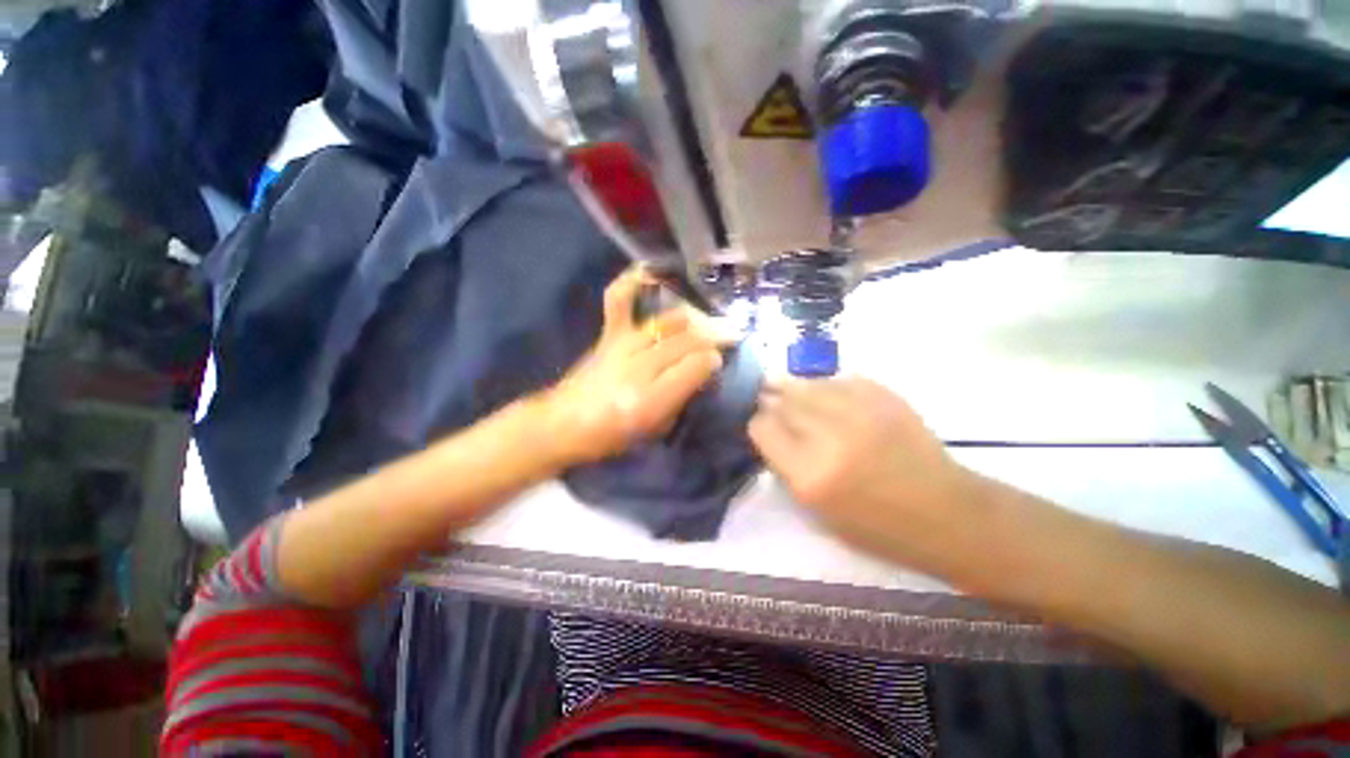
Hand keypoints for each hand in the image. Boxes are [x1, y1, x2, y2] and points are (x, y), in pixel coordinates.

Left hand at [543, 268, 723, 464]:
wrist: (564, 424)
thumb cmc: (611, 436)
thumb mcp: (654, 430)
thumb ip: (680, 399)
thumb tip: (701, 371)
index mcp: (651, 400)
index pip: (696, 366)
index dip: (714, 360)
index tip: (720, 360)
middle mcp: (640, 367)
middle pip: (687, 341)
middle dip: (713, 337)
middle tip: (729, 334)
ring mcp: (622, 346)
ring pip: (668, 323)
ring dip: (692, 320)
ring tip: (706, 321)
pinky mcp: (609, 335)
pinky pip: (620, 301)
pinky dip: (633, 283)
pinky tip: (649, 272)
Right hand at [748, 377, 983, 567]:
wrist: (946, 513)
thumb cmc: (876, 525)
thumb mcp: (816, 510)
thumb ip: (786, 465)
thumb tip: (771, 429)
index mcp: (809, 474)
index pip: (762, 427)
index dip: (759, 424)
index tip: (765, 426)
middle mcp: (829, 436)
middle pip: (782, 400)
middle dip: (773, 401)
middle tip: (774, 402)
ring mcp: (859, 411)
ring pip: (808, 383)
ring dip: (797, 390)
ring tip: (800, 397)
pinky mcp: (884, 397)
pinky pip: (839, 379)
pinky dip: (828, 386)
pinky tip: (831, 398)